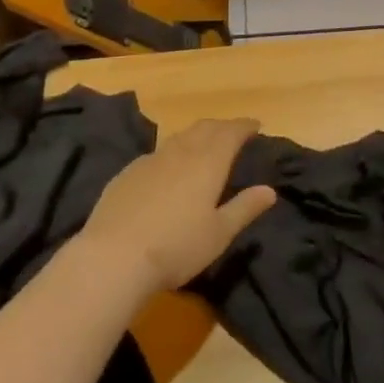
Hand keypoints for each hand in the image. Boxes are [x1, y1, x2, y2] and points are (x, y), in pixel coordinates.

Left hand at [79, 118, 275, 294]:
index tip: (255, 125)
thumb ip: (244, 208)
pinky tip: (168, 168)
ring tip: (204, 145)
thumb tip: (269, 190)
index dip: (244, 126)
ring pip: (179, 137)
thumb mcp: (219, 234)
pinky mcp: (127, 173)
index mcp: (208, 163)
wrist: (113, 257)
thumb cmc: (176, 247)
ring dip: (196, 135)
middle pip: (204, 128)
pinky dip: (172, 152)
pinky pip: (157, 153)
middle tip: (233, 132)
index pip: (231, 133)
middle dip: (222, 126)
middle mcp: (180, 152)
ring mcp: (150, 160)